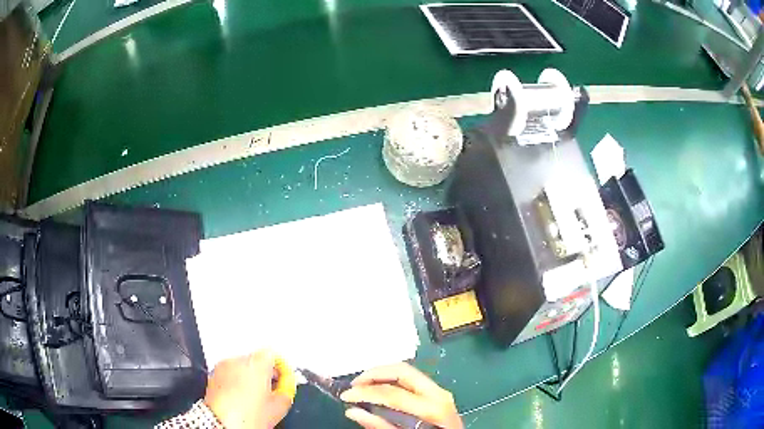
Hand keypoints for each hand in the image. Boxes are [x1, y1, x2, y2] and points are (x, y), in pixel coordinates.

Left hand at [204, 350, 294, 428]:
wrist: (221, 423)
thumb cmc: (247, 417)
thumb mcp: (278, 407)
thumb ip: (287, 391)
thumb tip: (286, 387)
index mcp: (257, 363)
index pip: (273, 354)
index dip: (281, 367)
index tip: (284, 379)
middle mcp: (238, 360)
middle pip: (257, 359)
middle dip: (265, 373)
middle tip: (271, 390)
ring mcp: (223, 366)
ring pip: (242, 366)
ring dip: (250, 376)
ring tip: (254, 397)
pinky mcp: (213, 375)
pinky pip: (230, 373)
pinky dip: (236, 381)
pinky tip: (240, 398)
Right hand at [340, 363, 462, 428]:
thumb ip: (380, 426)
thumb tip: (352, 412)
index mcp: (432, 407)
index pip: (392, 392)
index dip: (365, 392)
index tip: (346, 395)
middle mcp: (438, 393)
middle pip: (402, 370)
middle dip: (373, 374)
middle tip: (354, 384)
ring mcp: (440, 391)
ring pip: (407, 371)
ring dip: (382, 374)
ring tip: (363, 385)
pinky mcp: (438, 393)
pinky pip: (412, 379)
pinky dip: (392, 380)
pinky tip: (381, 388)